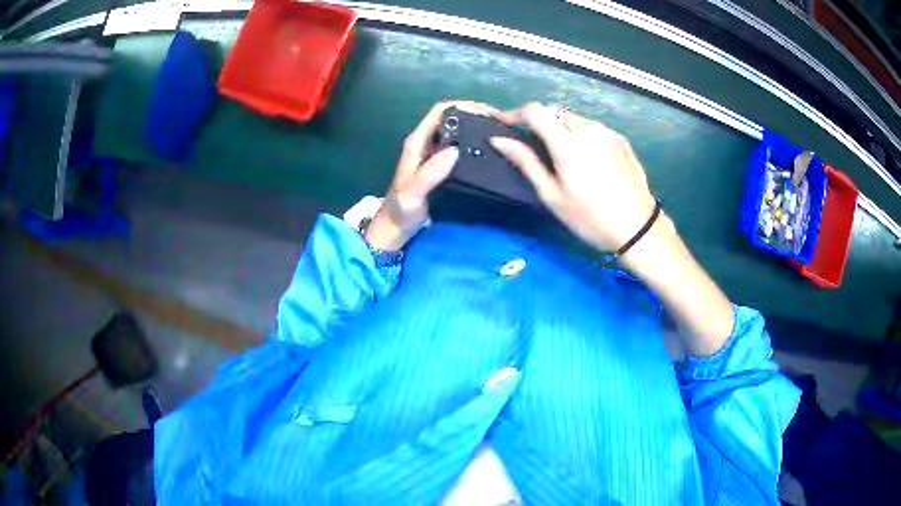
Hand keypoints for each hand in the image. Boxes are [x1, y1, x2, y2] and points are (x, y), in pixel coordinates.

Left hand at [366, 100, 498, 250]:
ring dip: (477, 127)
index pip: (440, 111)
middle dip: (476, 114)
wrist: (395, 229)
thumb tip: (455, 150)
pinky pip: (460, 146)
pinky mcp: (441, 165)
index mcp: (417, 142)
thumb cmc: (401, 211)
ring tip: (502, 133)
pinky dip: (475, 142)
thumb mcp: (413, 193)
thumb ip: (430, 173)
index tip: (489, 112)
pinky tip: (491, 151)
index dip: (464, 106)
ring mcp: (433, 153)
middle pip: (452, 117)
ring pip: (457, 130)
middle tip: (502, 123)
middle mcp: (425, 142)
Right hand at [489, 102, 658, 252]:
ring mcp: (607, 132)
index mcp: (568, 143)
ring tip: (557, 151)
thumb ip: (526, 162)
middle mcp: (588, 129)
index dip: (515, 113)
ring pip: (574, 118)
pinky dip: (579, 133)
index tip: (504, 124)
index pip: (535, 111)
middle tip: (530, 143)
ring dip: (559, 127)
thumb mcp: (553, 195)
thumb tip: (499, 140)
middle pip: (554, 111)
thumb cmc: (590, 218)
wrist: (638, 228)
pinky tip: (583, 156)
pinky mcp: (620, 139)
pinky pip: (592, 127)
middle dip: (538, 121)